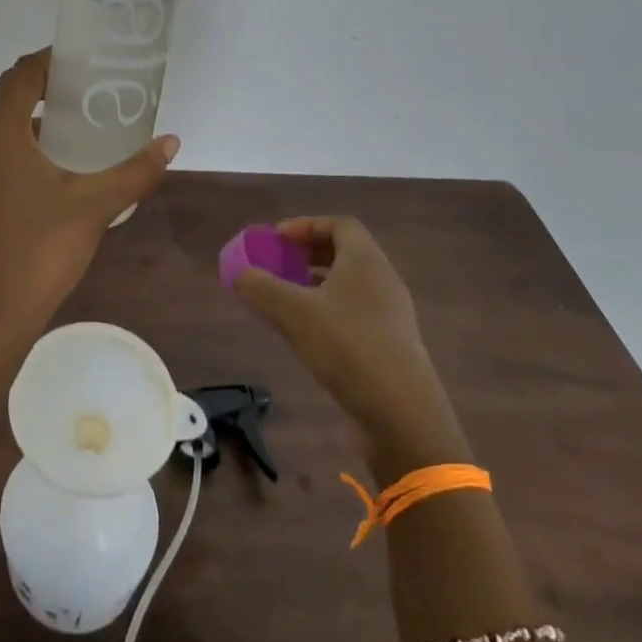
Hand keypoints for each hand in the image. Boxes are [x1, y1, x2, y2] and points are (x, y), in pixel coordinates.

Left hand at [0, 49, 178, 350]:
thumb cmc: (41, 251)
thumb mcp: (95, 206)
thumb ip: (135, 170)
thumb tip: (171, 142)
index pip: (21, 74)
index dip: (51, 60)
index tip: (84, 60)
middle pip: (4, 95)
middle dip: (42, 85)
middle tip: (85, 88)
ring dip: (28, 116)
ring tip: (72, 122)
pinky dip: (15, 143)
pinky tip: (48, 164)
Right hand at [231, 216, 471, 484]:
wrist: (402, 416)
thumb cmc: (348, 348)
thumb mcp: (292, 312)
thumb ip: (259, 287)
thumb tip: (239, 273)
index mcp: (366, 261)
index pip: (340, 224)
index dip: (305, 225)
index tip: (276, 240)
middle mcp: (383, 281)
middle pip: (345, 252)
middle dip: (307, 254)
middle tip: (277, 265)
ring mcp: (390, 316)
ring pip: (349, 285)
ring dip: (316, 284)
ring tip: (285, 298)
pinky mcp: (390, 346)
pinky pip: (354, 313)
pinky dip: (327, 310)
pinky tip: (306, 334)